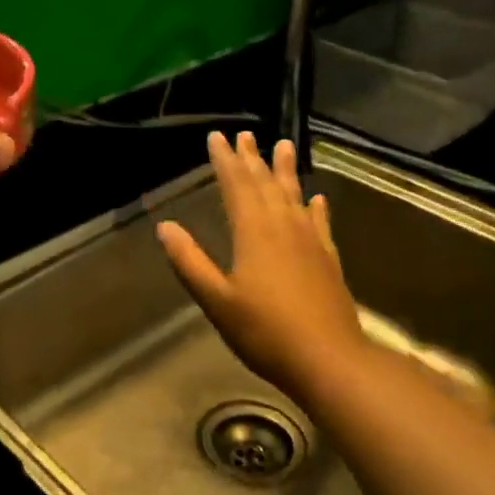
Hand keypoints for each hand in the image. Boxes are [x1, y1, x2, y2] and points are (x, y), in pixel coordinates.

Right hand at [156, 132, 364, 399]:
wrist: (329, 359)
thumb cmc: (265, 332)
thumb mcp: (216, 300)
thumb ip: (190, 262)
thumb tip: (165, 227)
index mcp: (254, 233)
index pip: (236, 186)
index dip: (225, 161)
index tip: (217, 137)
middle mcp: (284, 228)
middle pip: (265, 185)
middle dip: (252, 160)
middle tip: (245, 135)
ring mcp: (311, 242)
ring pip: (294, 197)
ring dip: (285, 172)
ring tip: (282, 147)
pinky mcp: (328, 260)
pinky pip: (320, 223)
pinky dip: (315, 208)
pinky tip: (316, 200)